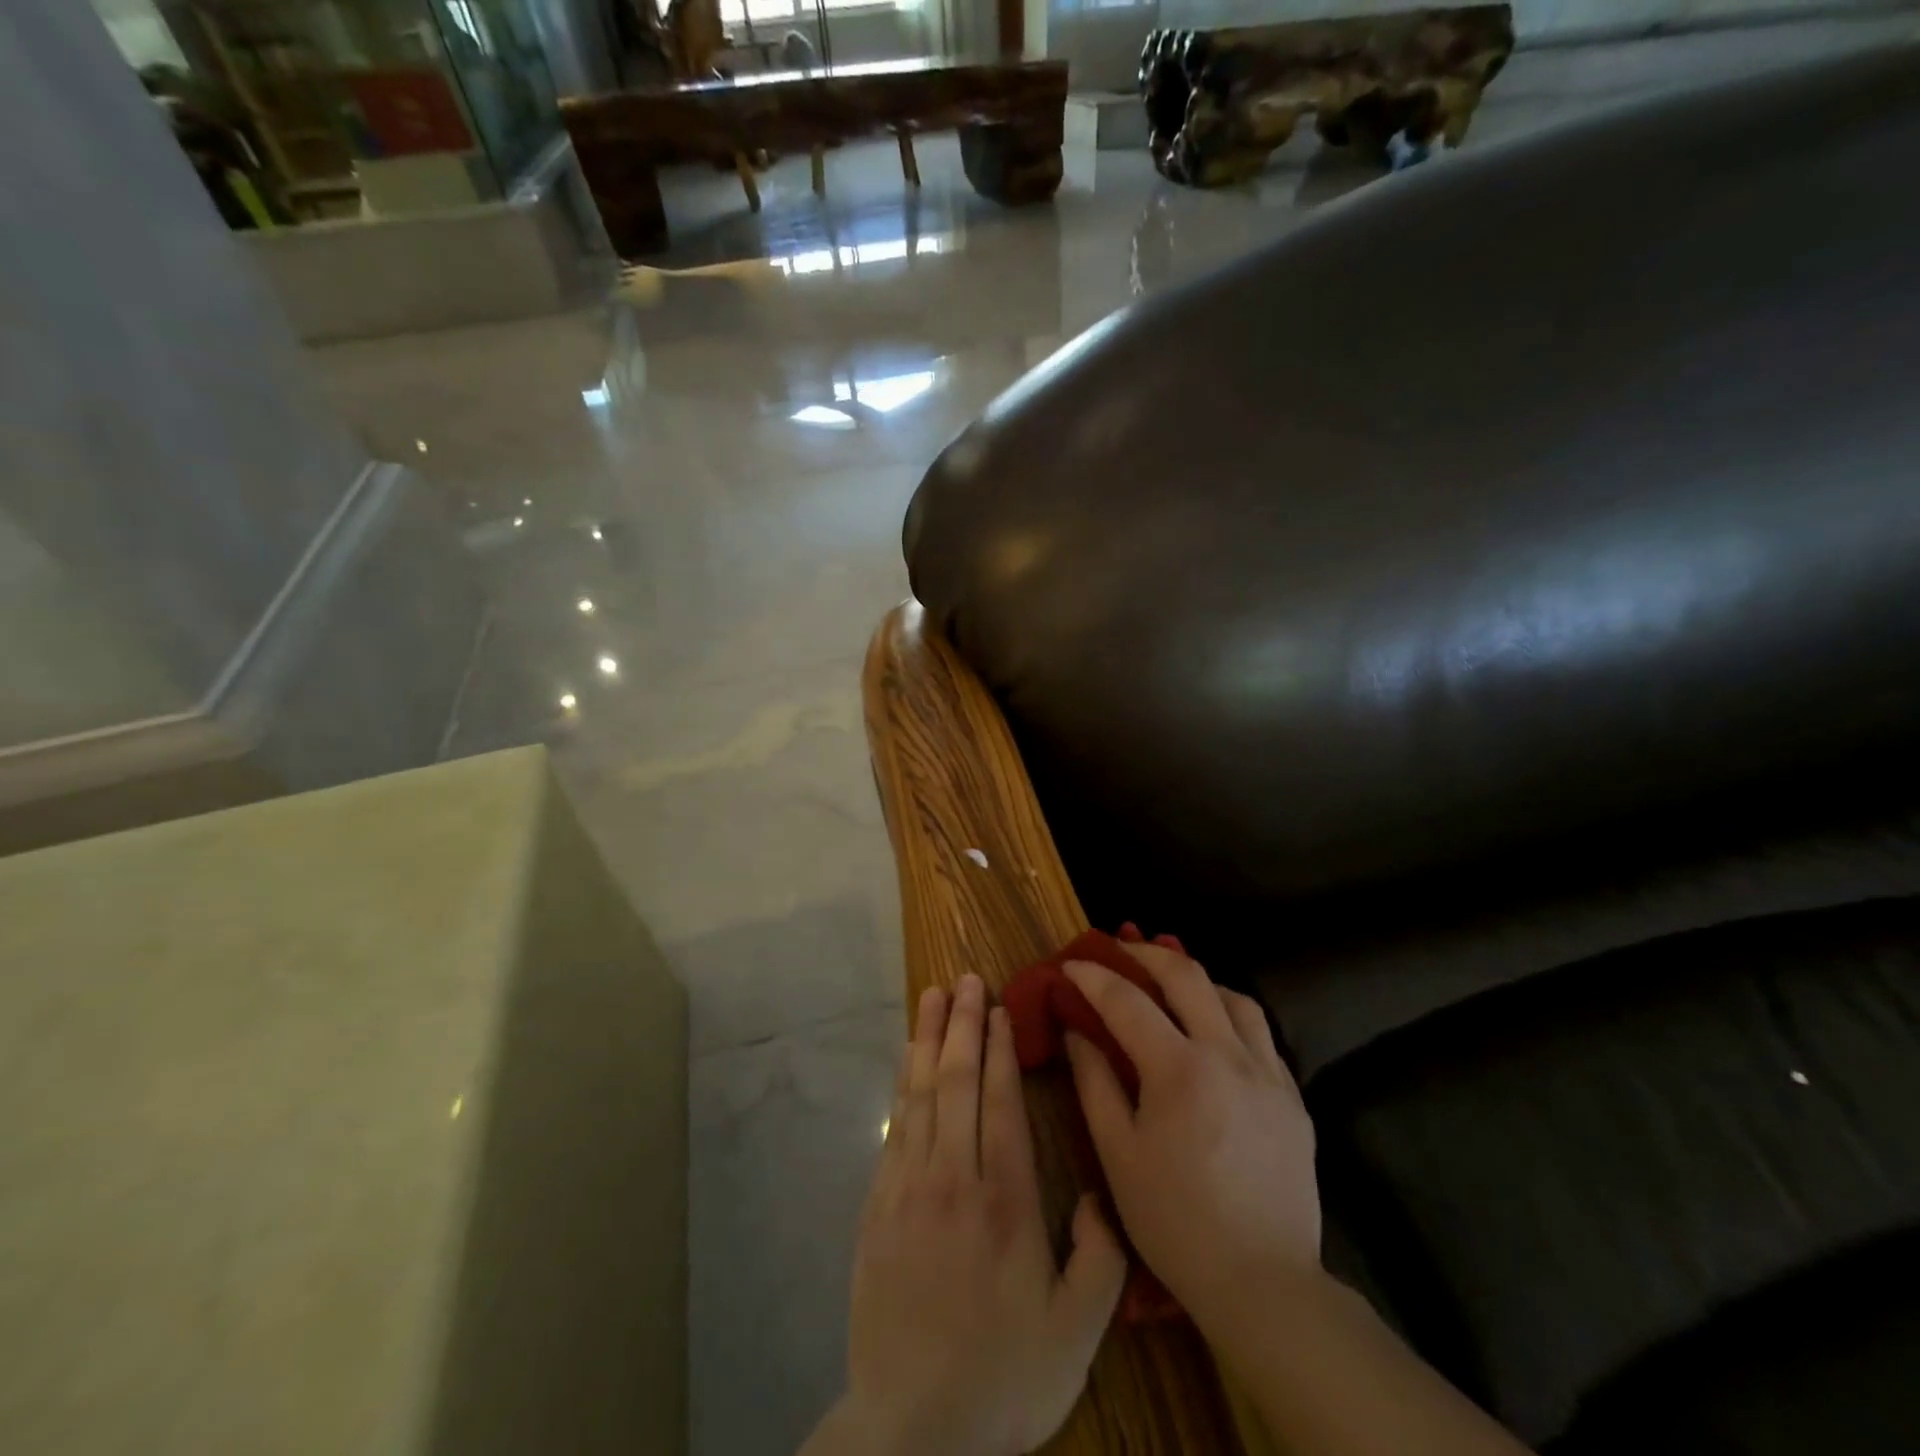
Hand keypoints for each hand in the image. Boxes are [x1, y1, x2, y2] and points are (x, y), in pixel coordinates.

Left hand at [819, 974, 1127, 1455]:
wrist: (911, 1433)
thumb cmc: (1003, 1378)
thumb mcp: (1077, 1334)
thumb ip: (1100, 1258)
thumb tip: (1094, 1192)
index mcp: (1005, 1201)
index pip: (1000, 1101)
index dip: (1000, 1047)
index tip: (999, 1006)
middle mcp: (953, 1178)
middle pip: (956, 1081)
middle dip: (962, 1023)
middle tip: (965, 978)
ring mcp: (908, 1188)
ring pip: (920, 1094)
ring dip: (927, 1039)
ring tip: (932, 996)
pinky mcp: (878, 1206)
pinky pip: (895, 1126)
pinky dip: (903, 1084)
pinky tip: (908, 1060)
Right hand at [1062, 945, 1319, 1334]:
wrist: (1263, 1283)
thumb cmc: (1175, 1221)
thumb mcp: (1117, 1154)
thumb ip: (1094, 1082)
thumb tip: (1076, 1031)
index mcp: (1180, 1070)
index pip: (1128, 1001)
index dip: (1094, 976)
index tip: (1070, 964)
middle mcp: (1228, 1055)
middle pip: (1187, 975)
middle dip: (1146, 954)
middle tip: (1119, 949)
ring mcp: (1268, 1074)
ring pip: (1234, 997)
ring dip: (1196, 980)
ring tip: (1171, 987)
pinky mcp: (1293, 1097)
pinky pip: (1260, 1034)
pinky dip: (1229, 1015)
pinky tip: (1214, 1034)